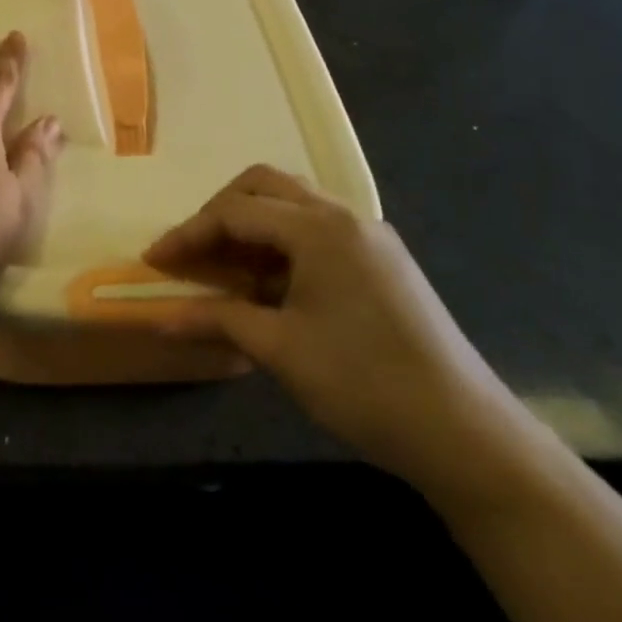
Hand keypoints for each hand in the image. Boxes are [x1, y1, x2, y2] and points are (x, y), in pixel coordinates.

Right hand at [145, 166, 535, 500]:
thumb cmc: (364, 384)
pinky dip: (282, 243)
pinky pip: (318, 230)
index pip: (235, 212)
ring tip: (226, 268)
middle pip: (265, 186)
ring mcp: (369, 237)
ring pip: (294, 204)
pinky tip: (271, 284)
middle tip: (193, 252)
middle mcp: (344, 217)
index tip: (154, 261)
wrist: (467, 435)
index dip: (188, 234)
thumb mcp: (280, 350)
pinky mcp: (383, 262)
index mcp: (319, 229)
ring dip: (252, 224)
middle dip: (220, 212)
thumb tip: (159, 320)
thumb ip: (217, 320)